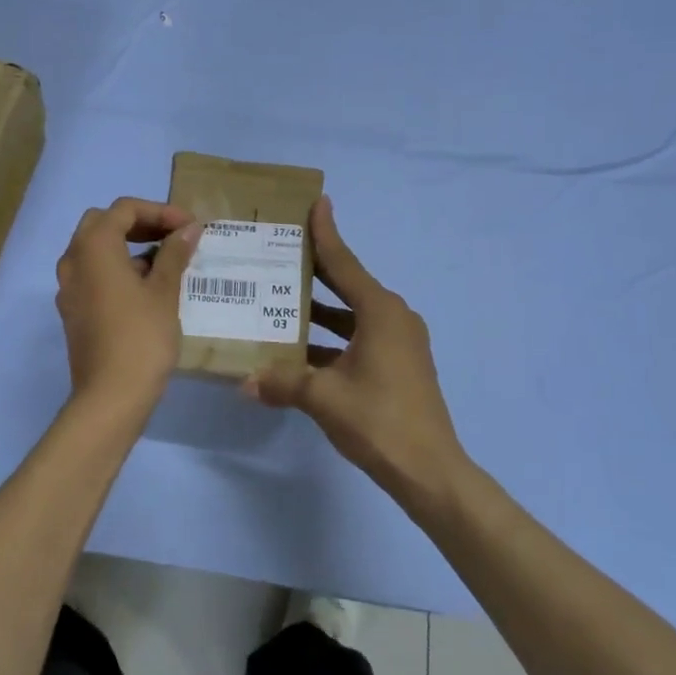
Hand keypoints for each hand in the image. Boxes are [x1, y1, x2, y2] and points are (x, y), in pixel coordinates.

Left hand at [55, 198, 201, 418]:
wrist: (110, 396)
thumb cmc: (141, 337)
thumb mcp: (164, 292)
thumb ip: (174, 254)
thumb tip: (189, 229)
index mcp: (93, 247)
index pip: (124, 209)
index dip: (160, 211)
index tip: (190, 227)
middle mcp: (73, 260)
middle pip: (103, 223)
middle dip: (140, 223)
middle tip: (172, 237)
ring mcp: (68, 287)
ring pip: (95, 250)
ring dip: (128, 246)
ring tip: (165, 262)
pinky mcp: (72, 310)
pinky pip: (93, 274)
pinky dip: (117, 269)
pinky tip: (146, 289)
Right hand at [245, 195, 470, 508]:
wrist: (430, 471)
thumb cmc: (378, 420)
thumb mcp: (323, 397)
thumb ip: (281, 382)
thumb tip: (245, 383)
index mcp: (380, 312)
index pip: (344, 263)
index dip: (326, 233)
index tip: (317, 203)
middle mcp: (393, 318)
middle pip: (348, 284)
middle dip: (317, 269)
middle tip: (284, 250)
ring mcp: (400, 342)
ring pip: (352, 314)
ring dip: (321, 309)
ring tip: (281, 300)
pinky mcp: (399, 365)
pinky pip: (359, 337)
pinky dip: (332, 338)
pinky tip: (300, 349)